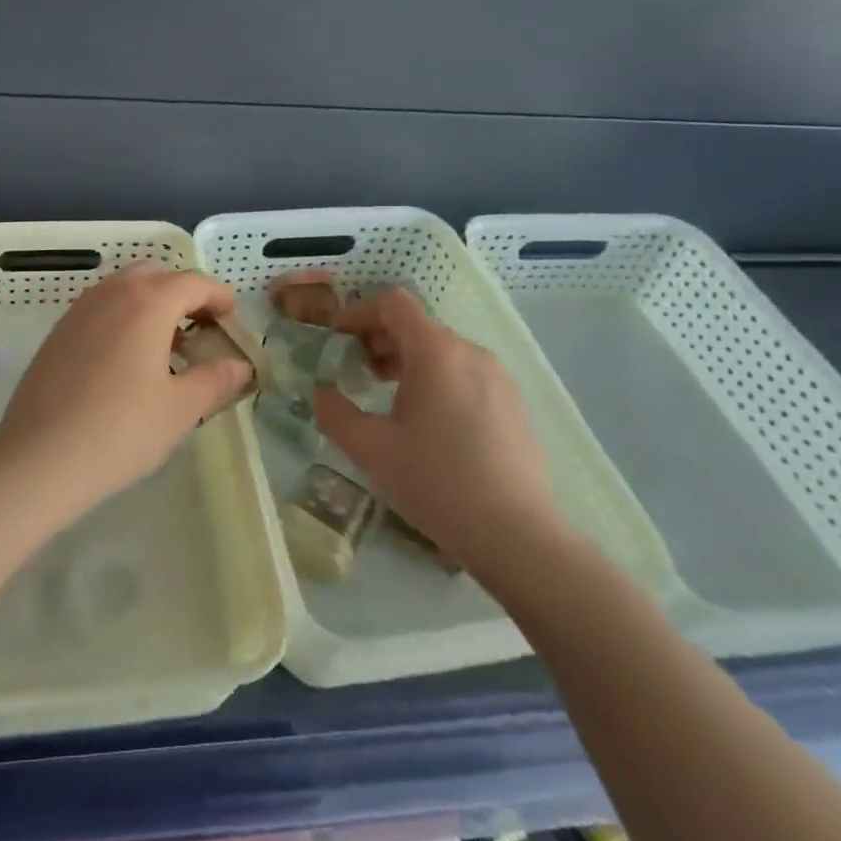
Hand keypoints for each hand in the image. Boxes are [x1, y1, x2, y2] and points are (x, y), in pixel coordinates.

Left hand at [0, 264, 250, 521]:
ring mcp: (80, 309)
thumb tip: (239, 366)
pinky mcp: (59, 330)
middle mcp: (112, 292)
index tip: (231, 319)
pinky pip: (101, 307)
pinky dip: (124, 317)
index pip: (193, 282)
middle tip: (201, 330)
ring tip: (167, 347)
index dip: (218, 296)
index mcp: (147, 302)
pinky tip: (127, 360)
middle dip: (184, 295)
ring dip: (152, 304)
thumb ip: (215, 380)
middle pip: (158, 276)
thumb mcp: (180, 409)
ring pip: (125, 288)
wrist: (39, 458)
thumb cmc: (120, 431)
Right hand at [315, 287, 565, 584]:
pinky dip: (435, 378)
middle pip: (416, 324)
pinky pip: (464, 373)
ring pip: (441, 350)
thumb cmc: (437, 483)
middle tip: (353, 371)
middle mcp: (471, 353)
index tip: (336, 339)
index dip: (357, 312)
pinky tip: (426, 422)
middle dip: (378, 339)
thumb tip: (321, 393)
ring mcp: (498, 378)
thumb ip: (334, 413)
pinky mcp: (513, 404)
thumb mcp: (370, 449)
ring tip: (385, 396)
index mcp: (436, 352)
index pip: (393, 303)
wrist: (518, 537)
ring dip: (405, 359)